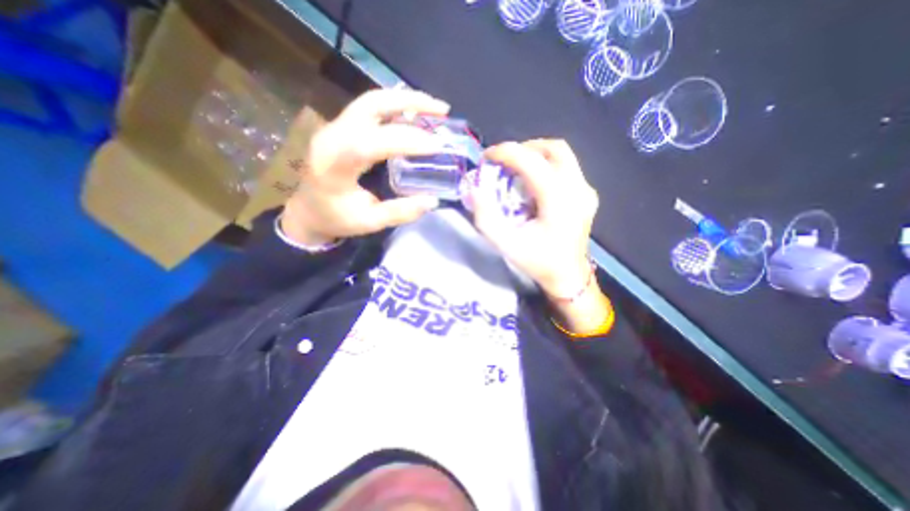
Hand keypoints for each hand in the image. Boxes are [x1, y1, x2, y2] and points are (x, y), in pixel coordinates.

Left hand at [278, 88, 447, 245]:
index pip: (370, 143)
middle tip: (442, 110)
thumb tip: (432, 200)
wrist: (308, 210)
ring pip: (372, 100)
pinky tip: (415, 115)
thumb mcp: (369, 222)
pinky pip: (370, 108)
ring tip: (435, 108)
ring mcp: (334, 127)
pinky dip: (397, 107)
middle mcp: (331, 137)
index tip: (436, 146)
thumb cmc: (337, 219)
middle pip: (371, 104)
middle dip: (411, 102)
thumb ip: (399, 212)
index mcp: (334, 165)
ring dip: (406, 99)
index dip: (405, 141)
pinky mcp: (341, 126)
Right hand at [473, 140, 602, 298]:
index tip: (487, 156)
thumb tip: (474, 189)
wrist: (568, 277)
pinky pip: (566, 168)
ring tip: (516, 169)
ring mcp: (586, 191)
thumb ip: (486, 217)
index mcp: (559, 200)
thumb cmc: (538, 262)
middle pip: (554, 149)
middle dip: (524, 148)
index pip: (532, 161)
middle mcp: (578, 189)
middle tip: (504, 161)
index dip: (506, 152)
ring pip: (562, 155)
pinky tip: (532, 183)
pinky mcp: (587, 195)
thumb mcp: (506, 244)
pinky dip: (545, 166)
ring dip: (535, 155)